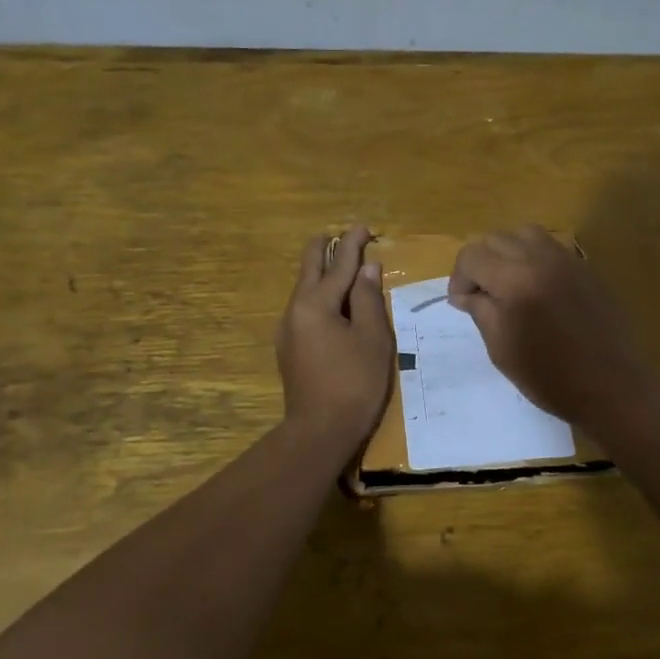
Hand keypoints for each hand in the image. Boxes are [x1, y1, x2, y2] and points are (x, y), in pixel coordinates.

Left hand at [276, 224, 393, 452]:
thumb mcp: (371, 338)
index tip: (364, 227)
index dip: (353, 244)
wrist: (319, 431)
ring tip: (339, 264)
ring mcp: (288, 331)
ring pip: (304, 290)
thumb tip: (366, 269)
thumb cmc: (354, 383)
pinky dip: (319, 296)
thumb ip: (367, 299)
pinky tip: (330, 303)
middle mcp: (295, 310)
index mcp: (315, 304)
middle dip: (325, 250)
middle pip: (309, 269)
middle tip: (340, 235)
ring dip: (321, 273)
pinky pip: (304, 310)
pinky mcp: (289, 349)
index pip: (338, 264)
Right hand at [448, 226, 655, 428]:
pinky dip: (534, 258)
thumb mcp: (501, 348)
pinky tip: (537, 288)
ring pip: (525, 234)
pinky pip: (552, 248)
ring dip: (508, 253)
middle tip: (480, 295)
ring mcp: (568, 260)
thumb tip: (466, 294)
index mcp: (515, 279)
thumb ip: (480, 311)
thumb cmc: (549, 376)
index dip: (459, 278)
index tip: (461, 303)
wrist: (611, 387)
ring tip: (508, 283)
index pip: (472, 256)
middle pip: (496, 239)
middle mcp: (541, 258)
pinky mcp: (587, 268)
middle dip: (480, 262)